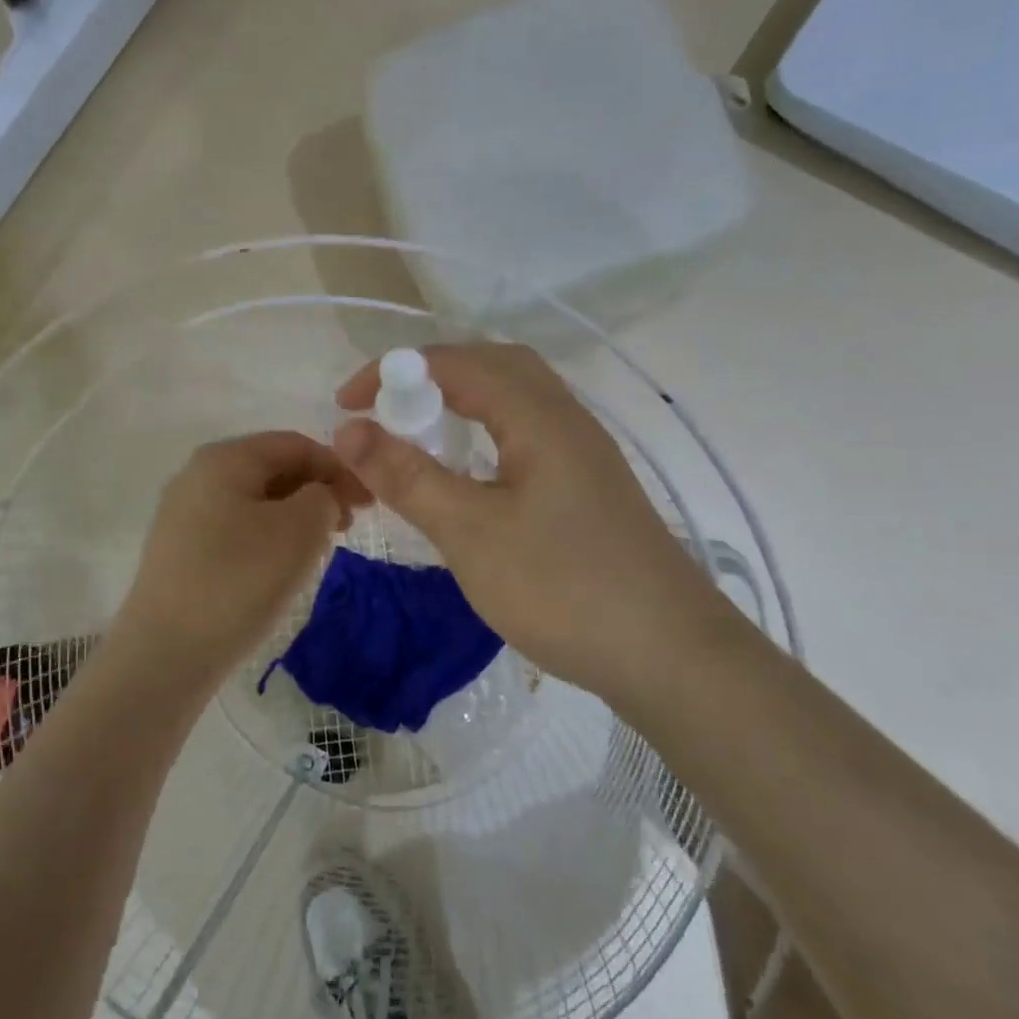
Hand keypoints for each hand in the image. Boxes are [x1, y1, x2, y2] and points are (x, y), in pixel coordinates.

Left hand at [118, 432, 369, 681]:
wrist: (165, 655)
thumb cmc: (238, 581)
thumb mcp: (300, 531)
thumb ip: (325, 497)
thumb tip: (320, 497)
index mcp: (224, 458)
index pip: (295, 444)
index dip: (338, 468)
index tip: (368, 503)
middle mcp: (197, 475)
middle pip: (273, 469)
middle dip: (316, 492)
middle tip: (346, 528)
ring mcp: (183, 513)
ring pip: (255, 501)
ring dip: (294, 517)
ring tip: (317, 550)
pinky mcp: (179, 550)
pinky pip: (235, 528)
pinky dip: (267, 537)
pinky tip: (279, 569)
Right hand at [333, 344, 737, 695]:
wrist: (672, 656)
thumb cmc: (563, 588)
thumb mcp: (470, 532)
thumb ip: (406, 475)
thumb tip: (347, 429)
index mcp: (537, 414)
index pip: (453, 362)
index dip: (393, 372)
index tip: (346, 405)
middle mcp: (565, 417)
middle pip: (491, 365)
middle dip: (428, 377)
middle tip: (386, 412)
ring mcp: (583, 451)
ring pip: (513, 398)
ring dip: (460, 402)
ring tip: (419, 436)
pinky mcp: (588, 483)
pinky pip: (527, 431)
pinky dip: (485, 432)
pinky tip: (471, 475)